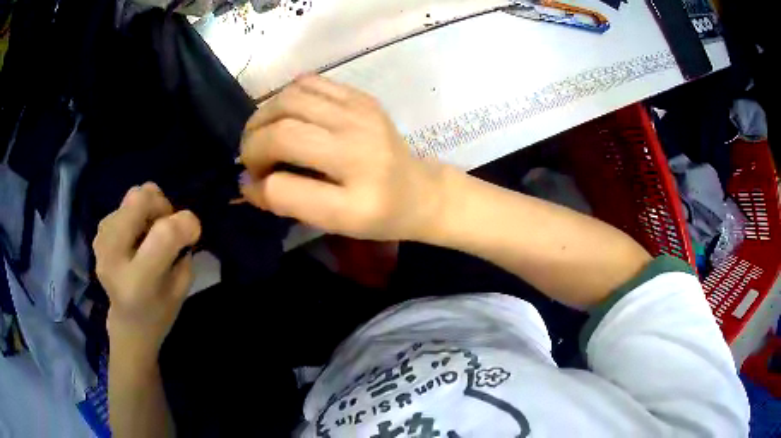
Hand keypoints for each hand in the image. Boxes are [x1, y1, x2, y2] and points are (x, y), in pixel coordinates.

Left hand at [93, 183, 200, 362]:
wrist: (128, 323)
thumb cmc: (159, 313)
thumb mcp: (180, 291)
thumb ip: (181, 253)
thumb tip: (181, 220)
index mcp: (137, 282)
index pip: (163, 234)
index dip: (186, 223)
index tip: (195, 232)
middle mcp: (113, 257)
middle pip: (139, 200)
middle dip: (162, 204)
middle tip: (168, 226)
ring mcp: (102, 241)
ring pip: (133, 196)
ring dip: (149, 208)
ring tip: (151, 233)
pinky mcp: (100, 232)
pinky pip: (125, 203)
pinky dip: (138, 212)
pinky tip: (138, 235)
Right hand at [239, 75, 445, 240]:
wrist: (420, 189)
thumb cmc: (380, 214)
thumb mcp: (337, 224)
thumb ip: (291, 204)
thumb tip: (248, 184)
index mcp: (356, 193)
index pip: (283, 185)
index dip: (256, 185)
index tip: (251, 186)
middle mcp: (359, 143)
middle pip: (281, 130)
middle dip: (252, 145)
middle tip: (251, 160)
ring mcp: (361, 112)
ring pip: (289, 99)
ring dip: (262, 117)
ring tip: (262, 135)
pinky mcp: (361, 96)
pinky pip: (308, 83)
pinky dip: (285, 97)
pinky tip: (285, 116)